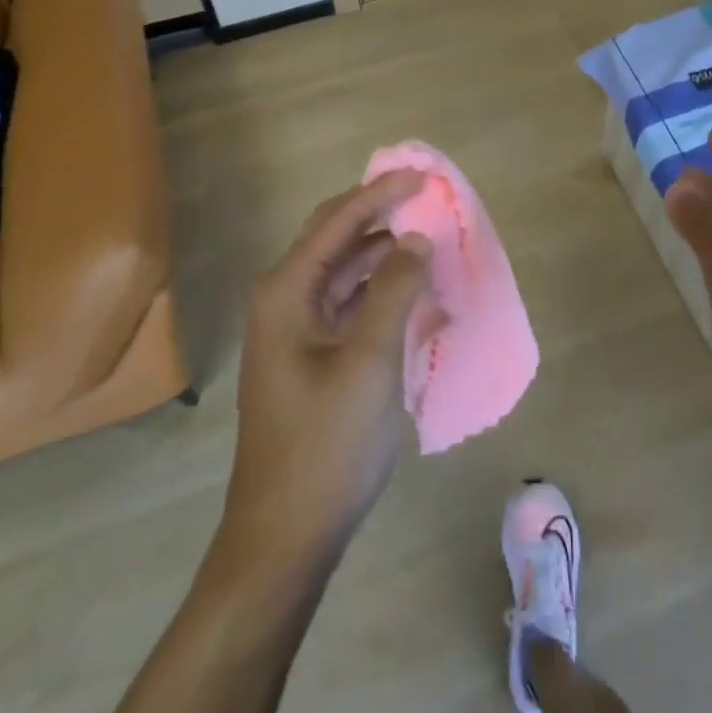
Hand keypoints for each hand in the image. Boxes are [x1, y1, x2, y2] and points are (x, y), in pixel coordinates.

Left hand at [221, 172, 433, 575]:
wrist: (285, 537)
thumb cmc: (326, 445)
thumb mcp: (369, 362)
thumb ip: (394, 291)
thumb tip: (416, 240)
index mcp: (286, 292)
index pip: (337, 222)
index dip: (380, 193)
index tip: (423, 175)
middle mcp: (284, 300)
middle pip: (335, 239)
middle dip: (379, 214)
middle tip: (426, 199)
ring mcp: (295, 330)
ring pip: (344, 272)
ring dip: (383, 252)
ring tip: (427, 241)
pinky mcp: (311, 357)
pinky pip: (348, 304)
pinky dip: (379, 289)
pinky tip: (411, 290)